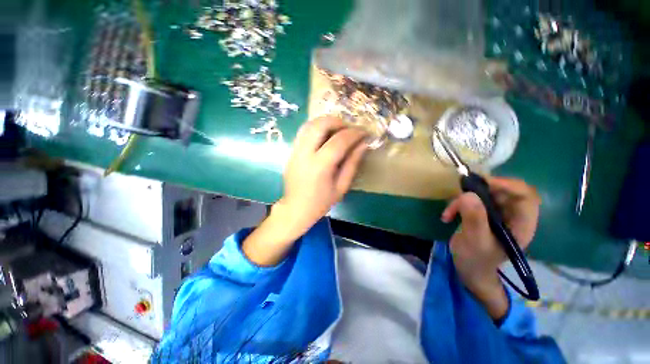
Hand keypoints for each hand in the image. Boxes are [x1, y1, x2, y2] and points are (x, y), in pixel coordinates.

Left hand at [276, 116, 367, 236]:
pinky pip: (304, 131)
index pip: (339, 141)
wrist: (295, 208)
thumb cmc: (321, 202)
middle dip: (338, 122)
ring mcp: (295, 151)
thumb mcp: (341, 186)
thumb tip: (363, 144)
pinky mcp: (291, 151)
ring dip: (326, 122)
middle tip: (349, 129)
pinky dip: (317, 128)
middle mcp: (305, 154)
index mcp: (319, 166)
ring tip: (338, 130)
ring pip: (309, 124)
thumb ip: (352, 163)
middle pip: (320, 125)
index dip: (354, 133)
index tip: (364, 133)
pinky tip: (325, 136)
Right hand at [441, 177, 540, 318]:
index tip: (482, 184)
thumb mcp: (475, 241)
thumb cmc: (476, 259)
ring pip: (484, 194)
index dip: (507, 185)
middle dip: (479, 191)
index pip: (525, 196)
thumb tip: (468, 194)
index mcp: (521, 224)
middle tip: (459, 194)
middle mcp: (513, 215)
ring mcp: (497, 214)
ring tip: (448, 212)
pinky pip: (472, 200)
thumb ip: (474, 219)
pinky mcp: (483, 213)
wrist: (469, 268)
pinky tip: (448, 215)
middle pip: (503, 191)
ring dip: (463, 200)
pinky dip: (458, 204)